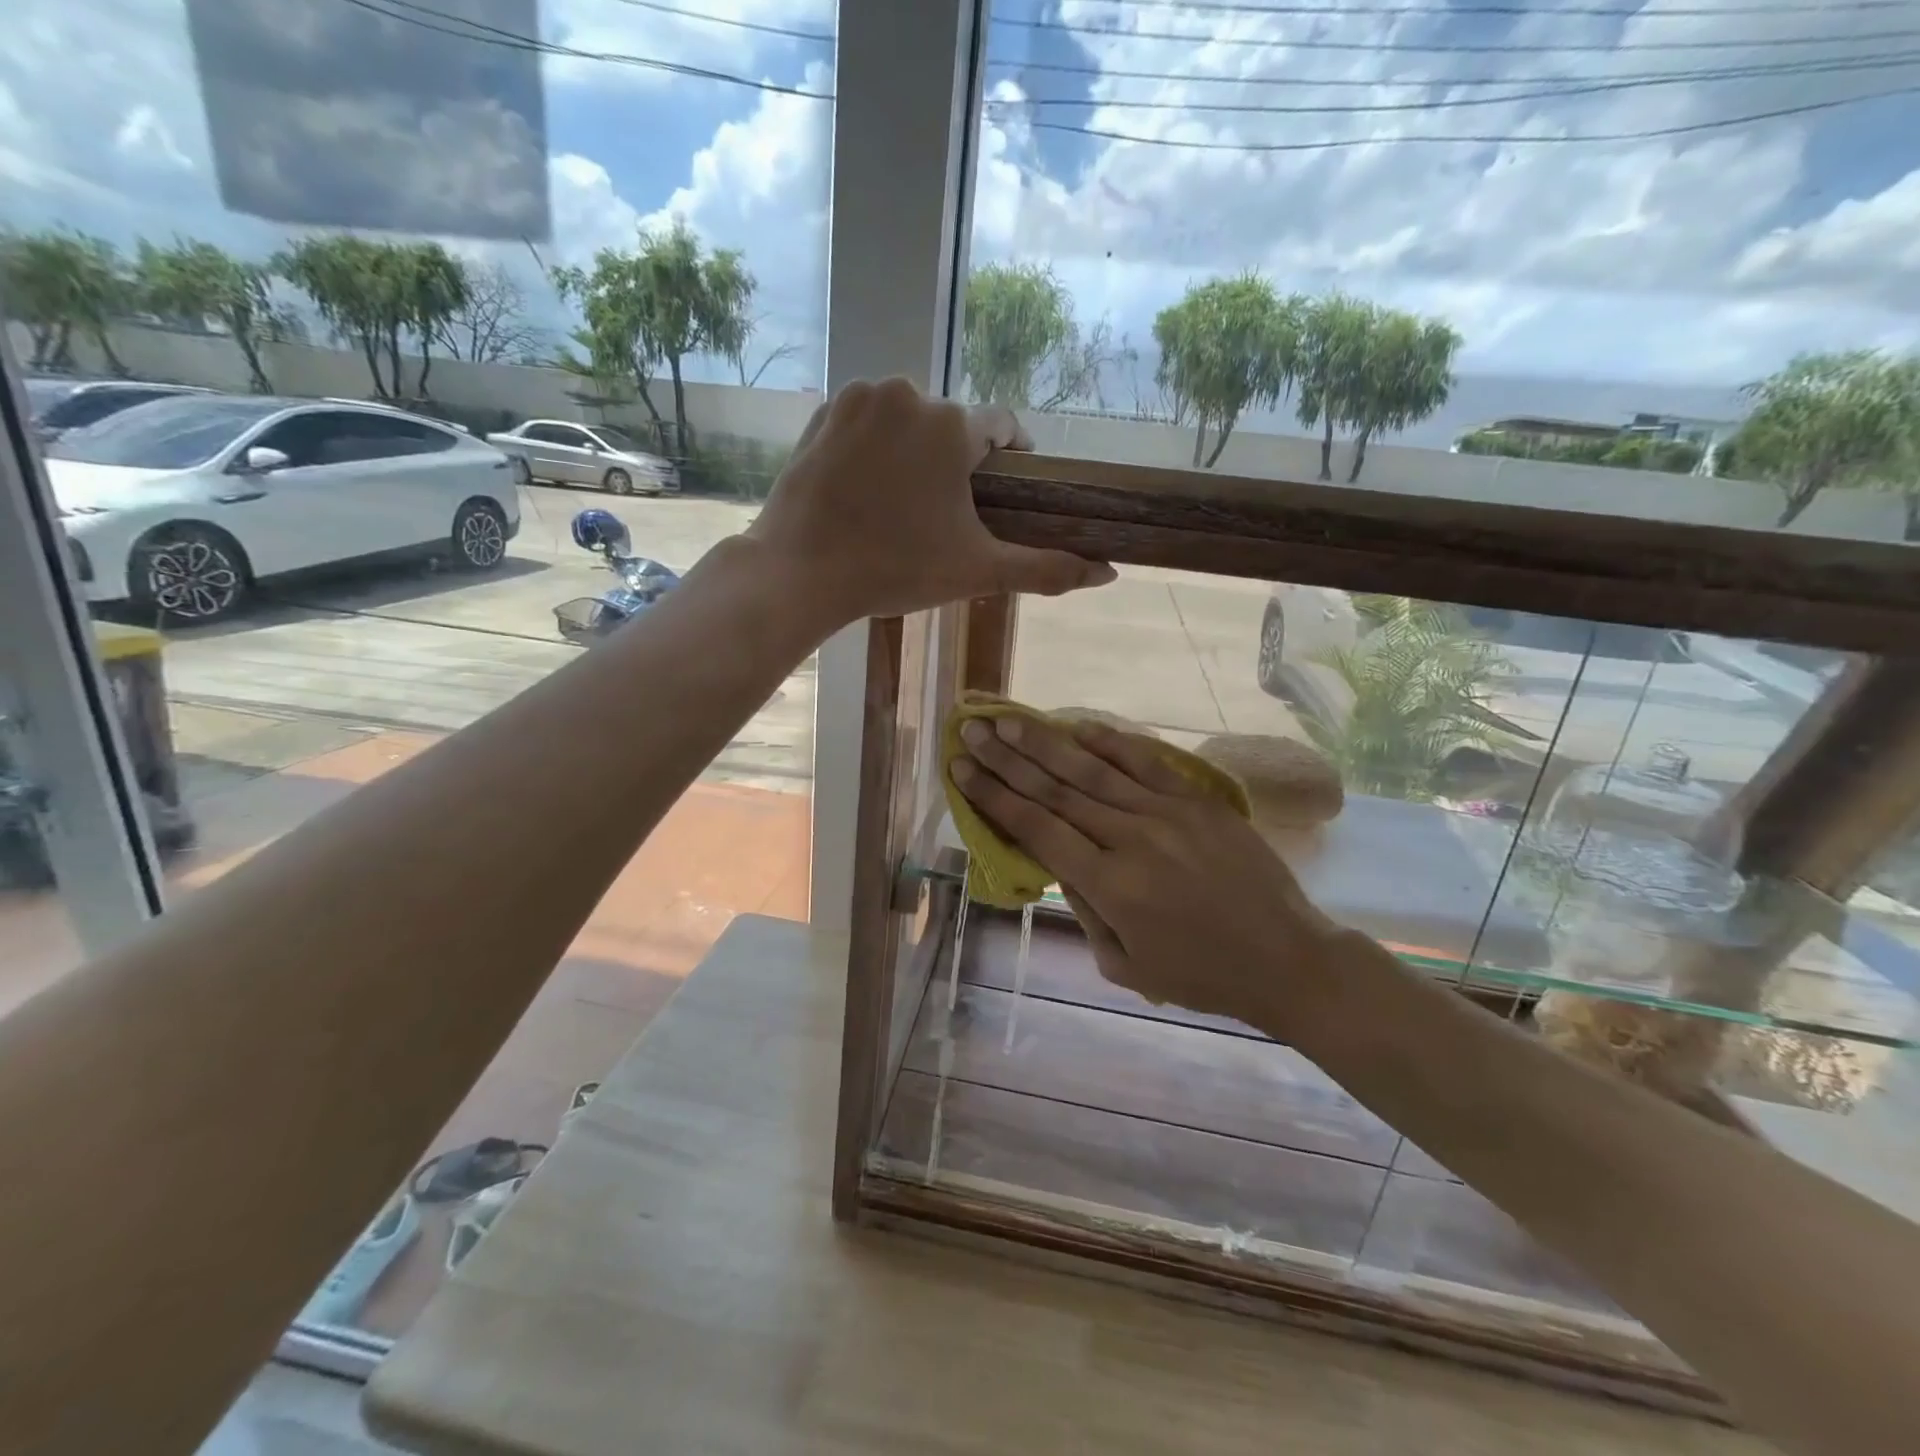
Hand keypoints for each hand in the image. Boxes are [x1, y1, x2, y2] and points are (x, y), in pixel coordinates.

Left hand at [745, 378, 1113, 626]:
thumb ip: (1045, 568)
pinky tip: (868, 488)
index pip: (1002, 427)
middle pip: (952, 426)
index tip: (1006, 490)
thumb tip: (1107, 572)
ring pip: (909, 420)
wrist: (800, 571)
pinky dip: (876, 446)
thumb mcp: (977, 571)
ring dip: (916, 451)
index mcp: (952, 426)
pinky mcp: (823, 412)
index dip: (1011, 458)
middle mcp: (908, 394)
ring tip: (905, 503)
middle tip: (946, 513)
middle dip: (957, 462)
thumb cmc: (895, 569)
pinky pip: (868, 422)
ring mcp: (859, 399)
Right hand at [951, 714, 1344, 1032]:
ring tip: (1008, 720)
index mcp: (1109, 886)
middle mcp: (1132, 838)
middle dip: (1007, 759)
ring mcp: (1168, 813)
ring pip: (1093, 770)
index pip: (1036, 828)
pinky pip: (1146, 762)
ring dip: (1046, 743)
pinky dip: (1110, 742)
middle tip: (972, 730)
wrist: (1287, 958)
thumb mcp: (1124, 965)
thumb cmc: (1200, 975)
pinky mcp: (1198, 801)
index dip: (994, 796)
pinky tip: (1078, 726)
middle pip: (1056, 790)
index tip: (961, 769)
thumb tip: (1057, 860)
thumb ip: (1083, 909)